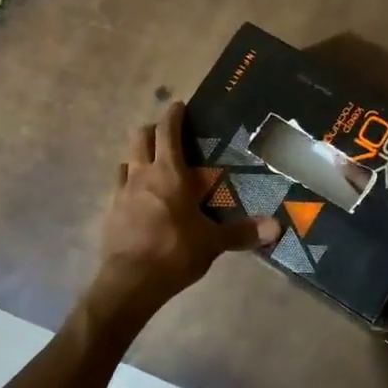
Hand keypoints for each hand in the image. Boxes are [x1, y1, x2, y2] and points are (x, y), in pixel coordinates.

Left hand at [89, 101, 276, 319]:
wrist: (130, 281)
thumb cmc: (175, 252)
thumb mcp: (212, 243)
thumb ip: (242, 232)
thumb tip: (276, 227)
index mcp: (169, 173)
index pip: (167, 131)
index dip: (173, 115)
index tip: (179, 106)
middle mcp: (142, 174)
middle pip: (140, 137)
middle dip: (153, 130)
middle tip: (168, 136)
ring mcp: (122, 192)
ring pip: (127, 160)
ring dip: (139, 157)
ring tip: (153, 167)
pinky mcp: (110, 211)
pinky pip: (119, 186)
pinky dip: (129, 183)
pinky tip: (139, 198)